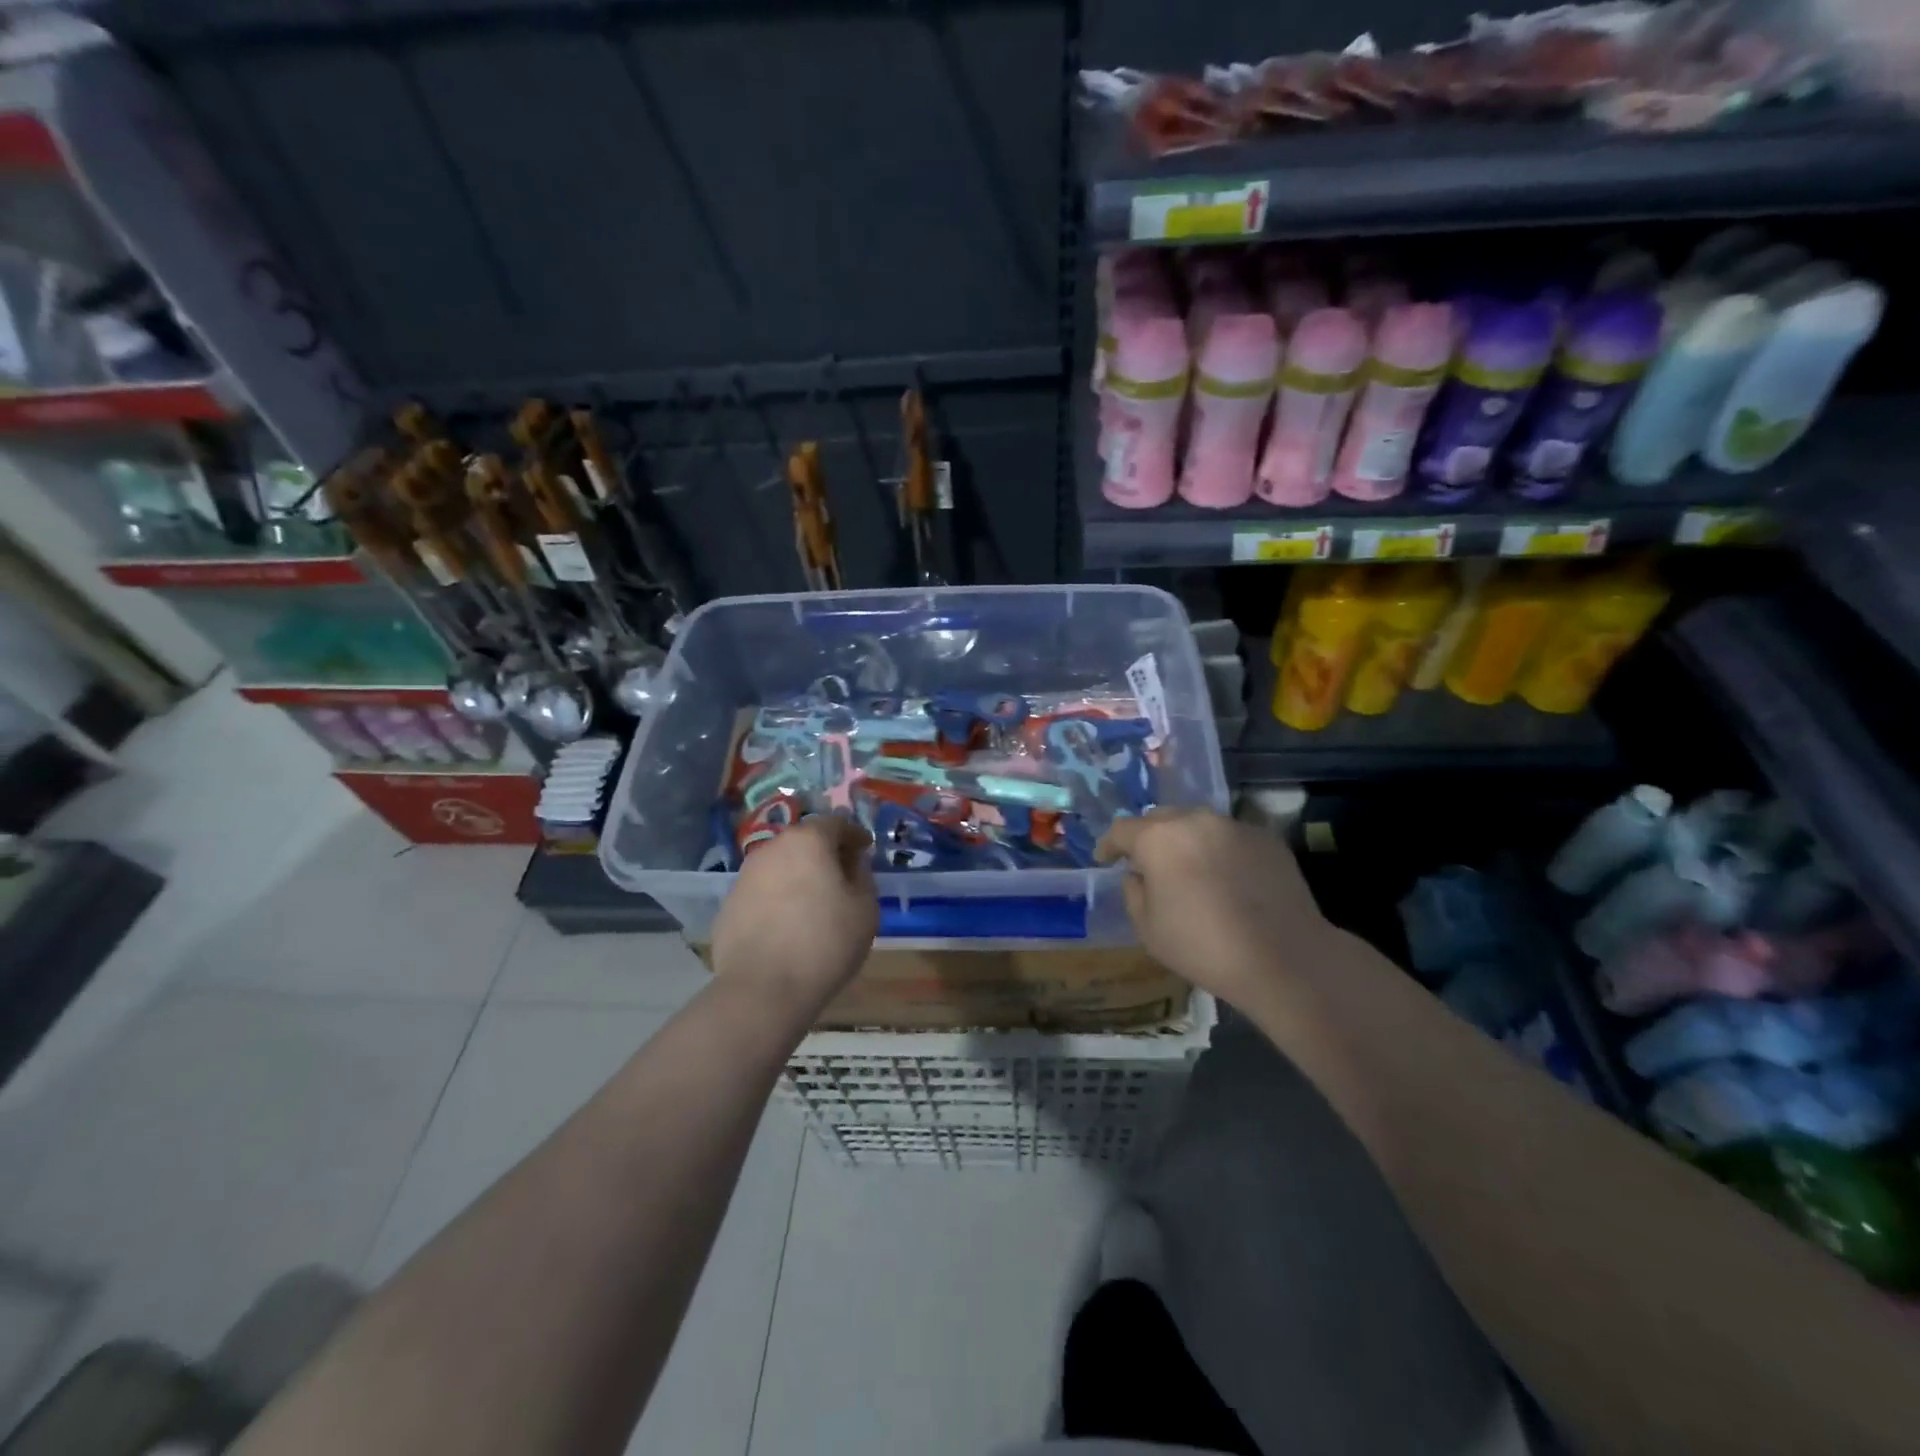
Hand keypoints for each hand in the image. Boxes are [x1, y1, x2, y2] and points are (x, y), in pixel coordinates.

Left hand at [711, 815, 877, 1012]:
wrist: (763, 989)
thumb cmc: (825, 942)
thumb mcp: (865, 908)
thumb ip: (862, 876)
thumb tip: (852, 863)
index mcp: (807, 841)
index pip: (836, 823)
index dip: (854, 835)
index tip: (865, 849)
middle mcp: (772, 849)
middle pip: (804, 841)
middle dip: (824, 853)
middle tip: (842, 875)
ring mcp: (745, 876)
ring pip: (780, 866)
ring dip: (798, 876)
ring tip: (814, 902)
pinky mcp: (728, 905)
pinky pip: (762, 893)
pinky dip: (778, 899)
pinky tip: (787, 925)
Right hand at [1096, 808, 1332, 1008]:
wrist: (1284, 958)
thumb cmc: (1203, 947)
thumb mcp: (1148, 929)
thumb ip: (1133, 892)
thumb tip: (1138, 874)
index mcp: (1159, 839)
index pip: (1122, 829)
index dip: (1109, 844)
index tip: (1105, 859)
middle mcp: (1195, 821)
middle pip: (1161, 819)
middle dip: (1148, 838)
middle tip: (1148, 864)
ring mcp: (1235, 826)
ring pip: (1198, 824)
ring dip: (1186, 841)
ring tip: (1189, 869)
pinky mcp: (1267, 838)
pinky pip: (1231, 837)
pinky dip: (1220, 851)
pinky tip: (1227, 879)